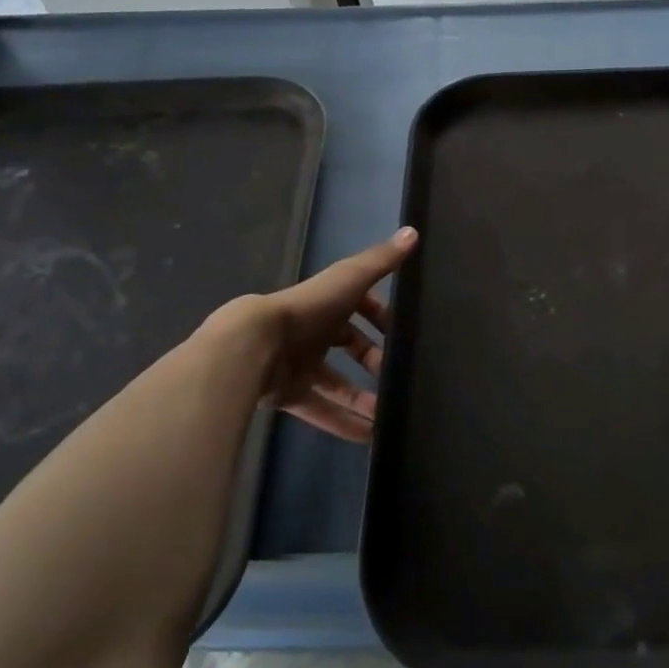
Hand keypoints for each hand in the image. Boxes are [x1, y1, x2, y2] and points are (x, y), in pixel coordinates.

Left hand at [225, 227, 417, 442]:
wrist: (255, 345)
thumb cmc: (308, 308)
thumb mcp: (350, 280)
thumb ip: (381, 261)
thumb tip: (414, 231)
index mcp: (327, 304)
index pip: (359, 307)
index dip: (380, 317)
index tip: (402, 332)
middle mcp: (313, 332)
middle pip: (349, 346)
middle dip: (374, 360)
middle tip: (397, 375)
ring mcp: (299, 365)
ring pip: (336, 383)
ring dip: (362, 398)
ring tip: (389, 413)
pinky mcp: (289, 395)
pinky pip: (321, 411)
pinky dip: (343, 423)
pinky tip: (369, 437)